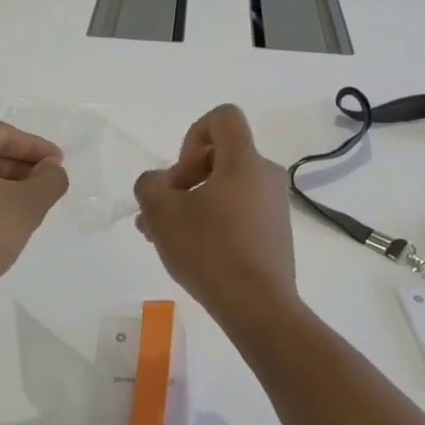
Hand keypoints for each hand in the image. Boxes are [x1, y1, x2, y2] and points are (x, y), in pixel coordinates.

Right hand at [133, 105, 298, 326]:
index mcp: (244, 161)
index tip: (180, 173)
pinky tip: (190, 252)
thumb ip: (149, 185)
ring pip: (224, 189)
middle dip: (183, 179)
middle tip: (160, 213)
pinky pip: (238, 212)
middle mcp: (266, 176)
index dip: (193, 134)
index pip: (223, 117)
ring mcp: (274, 207)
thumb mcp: (161, 212)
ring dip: (192, 204)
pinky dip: (213, 222)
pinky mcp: (275, 234)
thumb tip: (160, 184)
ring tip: (163, 237)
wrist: (257, 306)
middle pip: (219, 157)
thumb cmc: (209, 250)